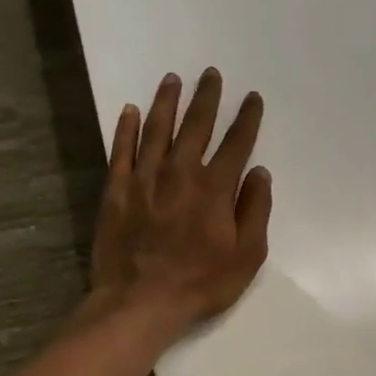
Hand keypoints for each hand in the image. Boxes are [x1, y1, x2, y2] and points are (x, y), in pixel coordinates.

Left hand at [89, 69, 271, 330]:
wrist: (140, 301)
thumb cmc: (201, 283)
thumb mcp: (246, 256)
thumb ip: (255, 211)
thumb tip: (260, 174)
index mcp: (214, 188)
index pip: (236, 144)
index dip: (247, 119)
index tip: (252, 98)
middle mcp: (180, 173)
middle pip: (196, 127)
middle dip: (207, 98)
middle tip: (211, 74)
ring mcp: (144, 179)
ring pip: (157, 130)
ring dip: (167, 102)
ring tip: (173, 80)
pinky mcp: (116, 190)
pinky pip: (121, 150)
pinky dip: (127, 128)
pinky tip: (132, 111)